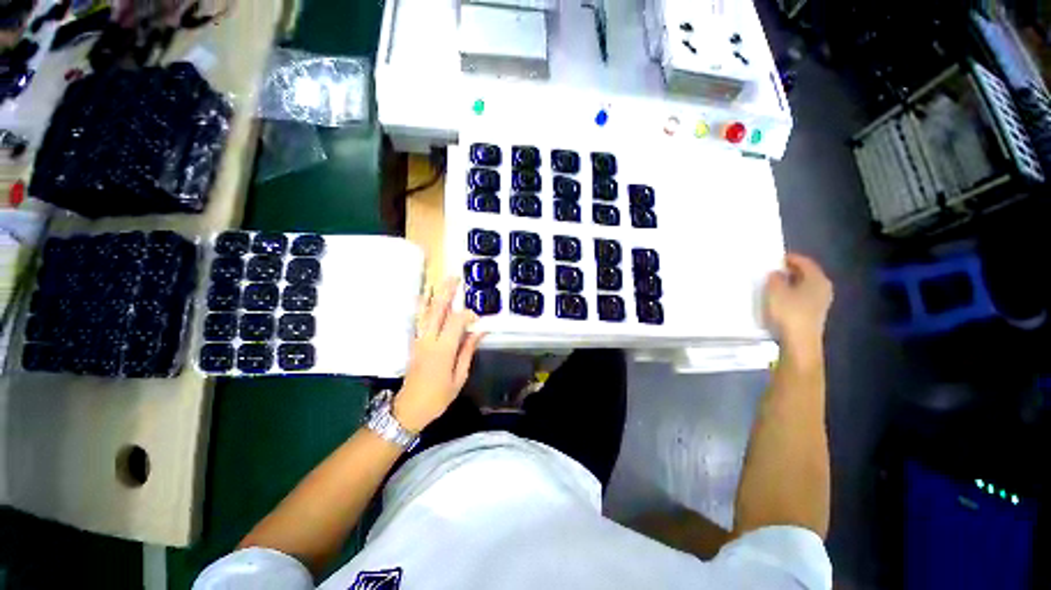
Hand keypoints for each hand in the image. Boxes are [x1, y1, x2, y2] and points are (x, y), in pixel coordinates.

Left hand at [393, 277, 484, 432]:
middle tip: (454, 278)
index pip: (455, 322)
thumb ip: (468, 351)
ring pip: (425, 312)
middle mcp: (428, 340)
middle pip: (437, 310)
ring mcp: (418, 340)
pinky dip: (423, 306)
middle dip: (446, 292)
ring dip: (433, 295)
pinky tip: (425, 298)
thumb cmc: (438, 396)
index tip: (477, 319)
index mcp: (442, 350)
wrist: (409, 409)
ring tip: (440, 281)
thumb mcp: (459, 377)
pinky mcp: (414, 342)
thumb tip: (480, 331)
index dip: (467, 315)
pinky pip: (419, 320)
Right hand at [763, 253, 832, 363]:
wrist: (799, 342)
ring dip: (790, 283)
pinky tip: (778, 299)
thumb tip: (776, 273)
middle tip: (772, 270)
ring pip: (804, 286)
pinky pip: (802, 298)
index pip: (805, 262)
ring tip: (772, 284)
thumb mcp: (775, 291)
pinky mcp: (813, 314)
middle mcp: (823, 288)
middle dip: (790, 271)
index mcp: (817, 279)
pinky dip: (791, 295)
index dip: (789, 258)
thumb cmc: (788, 312)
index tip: (774, 258)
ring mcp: (820, 303)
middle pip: (806, 274)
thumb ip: (775, 278)